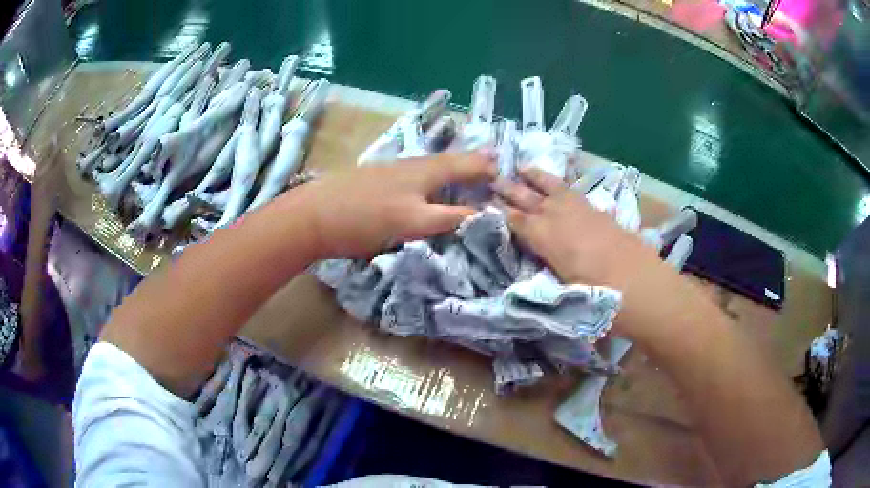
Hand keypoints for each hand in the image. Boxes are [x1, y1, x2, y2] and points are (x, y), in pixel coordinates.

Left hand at [295, 150, 495, 258]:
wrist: (313, 215)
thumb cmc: (364, 220)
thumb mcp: (412, 223)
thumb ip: (447, 218)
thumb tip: (478, 214)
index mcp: (423, 173)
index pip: (463, 168)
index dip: (484, 171)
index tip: (503, 171)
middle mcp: (411, 165)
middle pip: (448, 160)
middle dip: (472, 159)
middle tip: (493, 155)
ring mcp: (391, 170)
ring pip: (431, 162)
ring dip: (454, 161)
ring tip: (468, 162)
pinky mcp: (376, 178)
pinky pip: (416, 169)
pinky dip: (433, 169)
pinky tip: (427, 175)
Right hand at [492, 167, 663, 289]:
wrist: (644, 286)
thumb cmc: (600, 296)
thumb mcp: (563, 294)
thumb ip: (541, 280)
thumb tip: (523, 280)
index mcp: (546, 238)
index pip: (515, 220)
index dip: (497, 213)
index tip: (481, 204)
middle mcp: (560, 218)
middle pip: (529, 199)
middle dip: (509, 190)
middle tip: (492, 179)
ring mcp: (581, 212)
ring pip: (552, 188)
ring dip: (535, 178)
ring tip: (522, 168)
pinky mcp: (599, 212)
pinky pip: (573, 192)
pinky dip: (561, 185)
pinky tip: (558, 185)